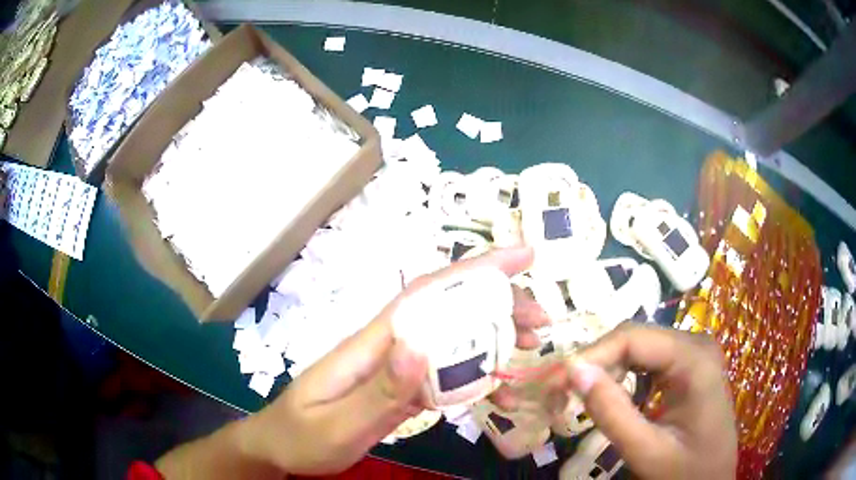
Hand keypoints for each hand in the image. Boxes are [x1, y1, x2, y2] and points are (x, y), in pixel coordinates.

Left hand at [241, 246, 542, 475]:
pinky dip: (475, 370)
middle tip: (540, 321)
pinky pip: (443, 370)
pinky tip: (498, 383)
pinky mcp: (398, 386)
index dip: (474, 270)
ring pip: (450, 338)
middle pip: (447, 311)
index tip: (521, 257)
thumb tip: (420, 345)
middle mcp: (386, 346)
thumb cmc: (300, 437)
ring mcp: (393, 366)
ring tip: (529, 345)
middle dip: (497, 304)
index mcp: (370, 345)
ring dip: (492, 334)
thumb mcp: (336, 423)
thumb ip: (378, 391)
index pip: (427, 295)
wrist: (278, 447)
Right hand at [565, 323, 737, 478]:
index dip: (590, 355)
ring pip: (638, 347)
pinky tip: (609, 396)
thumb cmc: (685, 471)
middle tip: (560, 392)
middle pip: (635, 338)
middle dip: (595, 363)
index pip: (633, 337)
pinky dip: (622, 376)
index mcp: (695, 358)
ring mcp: (694, 352)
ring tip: (578, 395)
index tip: (555, 383)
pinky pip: (648, 360)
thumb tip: (572, 370)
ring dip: (605, 369)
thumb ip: (611, 412)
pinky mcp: (688, 365)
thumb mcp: (646, 450)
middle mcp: (696, 343)